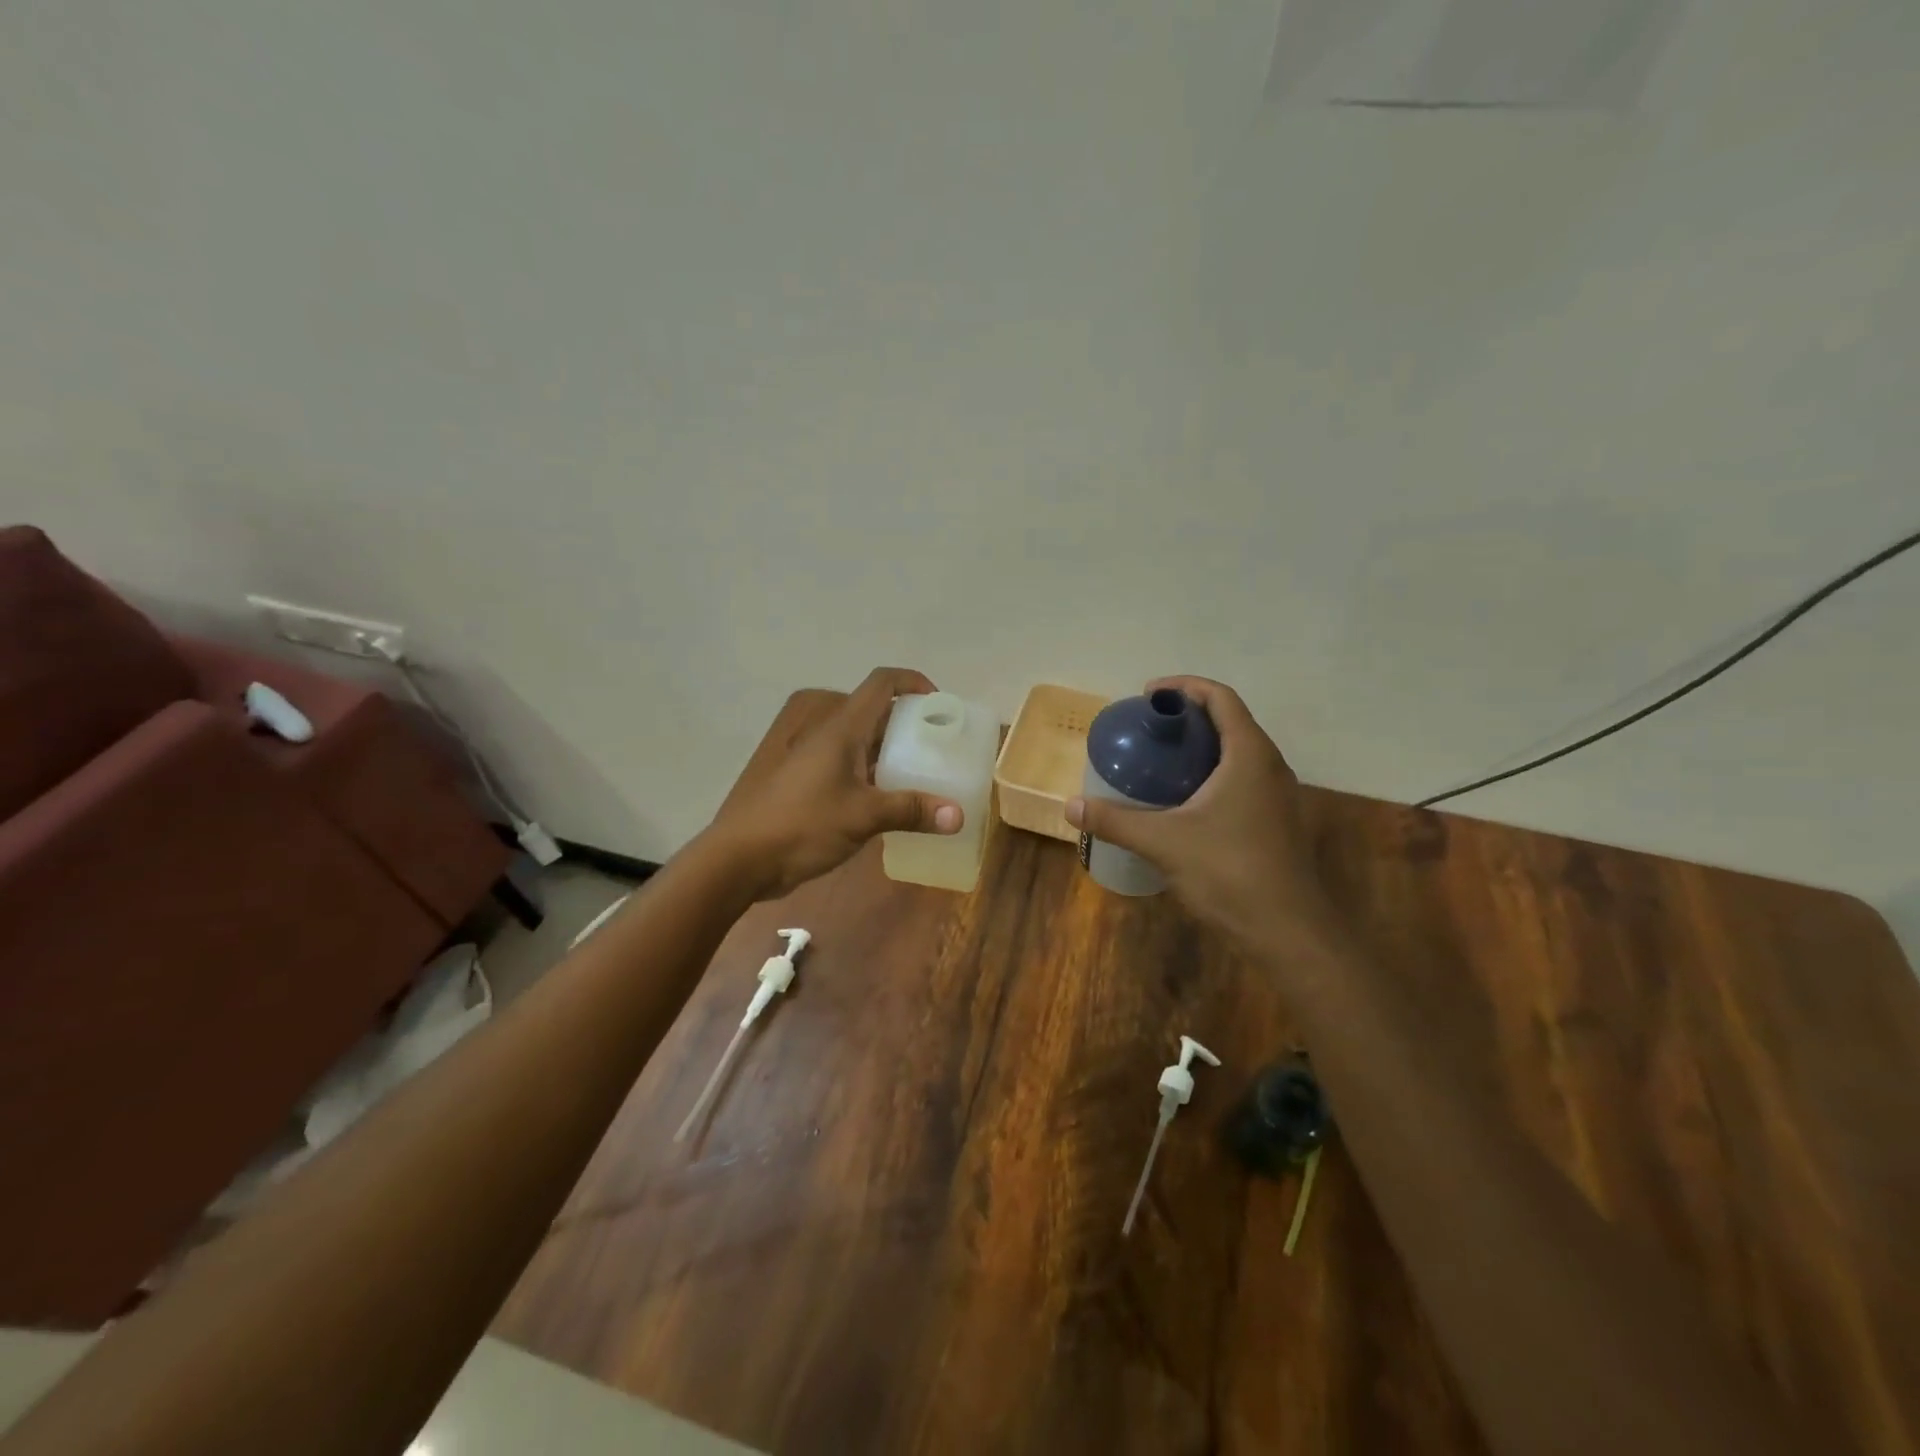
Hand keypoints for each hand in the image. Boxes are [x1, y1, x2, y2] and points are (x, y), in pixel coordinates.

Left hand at [706, 667, 963, 900]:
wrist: (742, 858)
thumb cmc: (802, 824)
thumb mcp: (863, 817)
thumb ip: (911, 811)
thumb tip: (959, 815)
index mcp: (842, 729)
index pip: (881, 683)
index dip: (913, 682)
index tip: (940, 704)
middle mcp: (831, 736)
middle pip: (876, 712)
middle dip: (910, 723)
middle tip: (940, 746)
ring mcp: (818, 760)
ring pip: (864, 743)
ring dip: (894, 752)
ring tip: (926, 774)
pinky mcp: (812, 785)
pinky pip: (853, 768)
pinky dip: (877, 775)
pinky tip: (894, 802)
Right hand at [1066, 676, 1342, 960]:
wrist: (1289, 932)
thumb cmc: (1230, 872)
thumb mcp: (1164, 842)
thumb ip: (1116, 821)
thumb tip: (1070, 806)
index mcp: (1249, 755)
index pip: (1221, 698)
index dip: (1185, 687)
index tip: (1149, 694)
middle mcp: (1270, 766)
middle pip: (1230, 722)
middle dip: (1189, 717)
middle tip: (1148, 728)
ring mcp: (1278, 796)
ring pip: (1238, 754)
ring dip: (1202, 747)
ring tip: (1161, 760)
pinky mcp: (1276, 822)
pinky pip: (1242, 780)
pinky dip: (1212, 775)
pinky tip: (1184, 802)